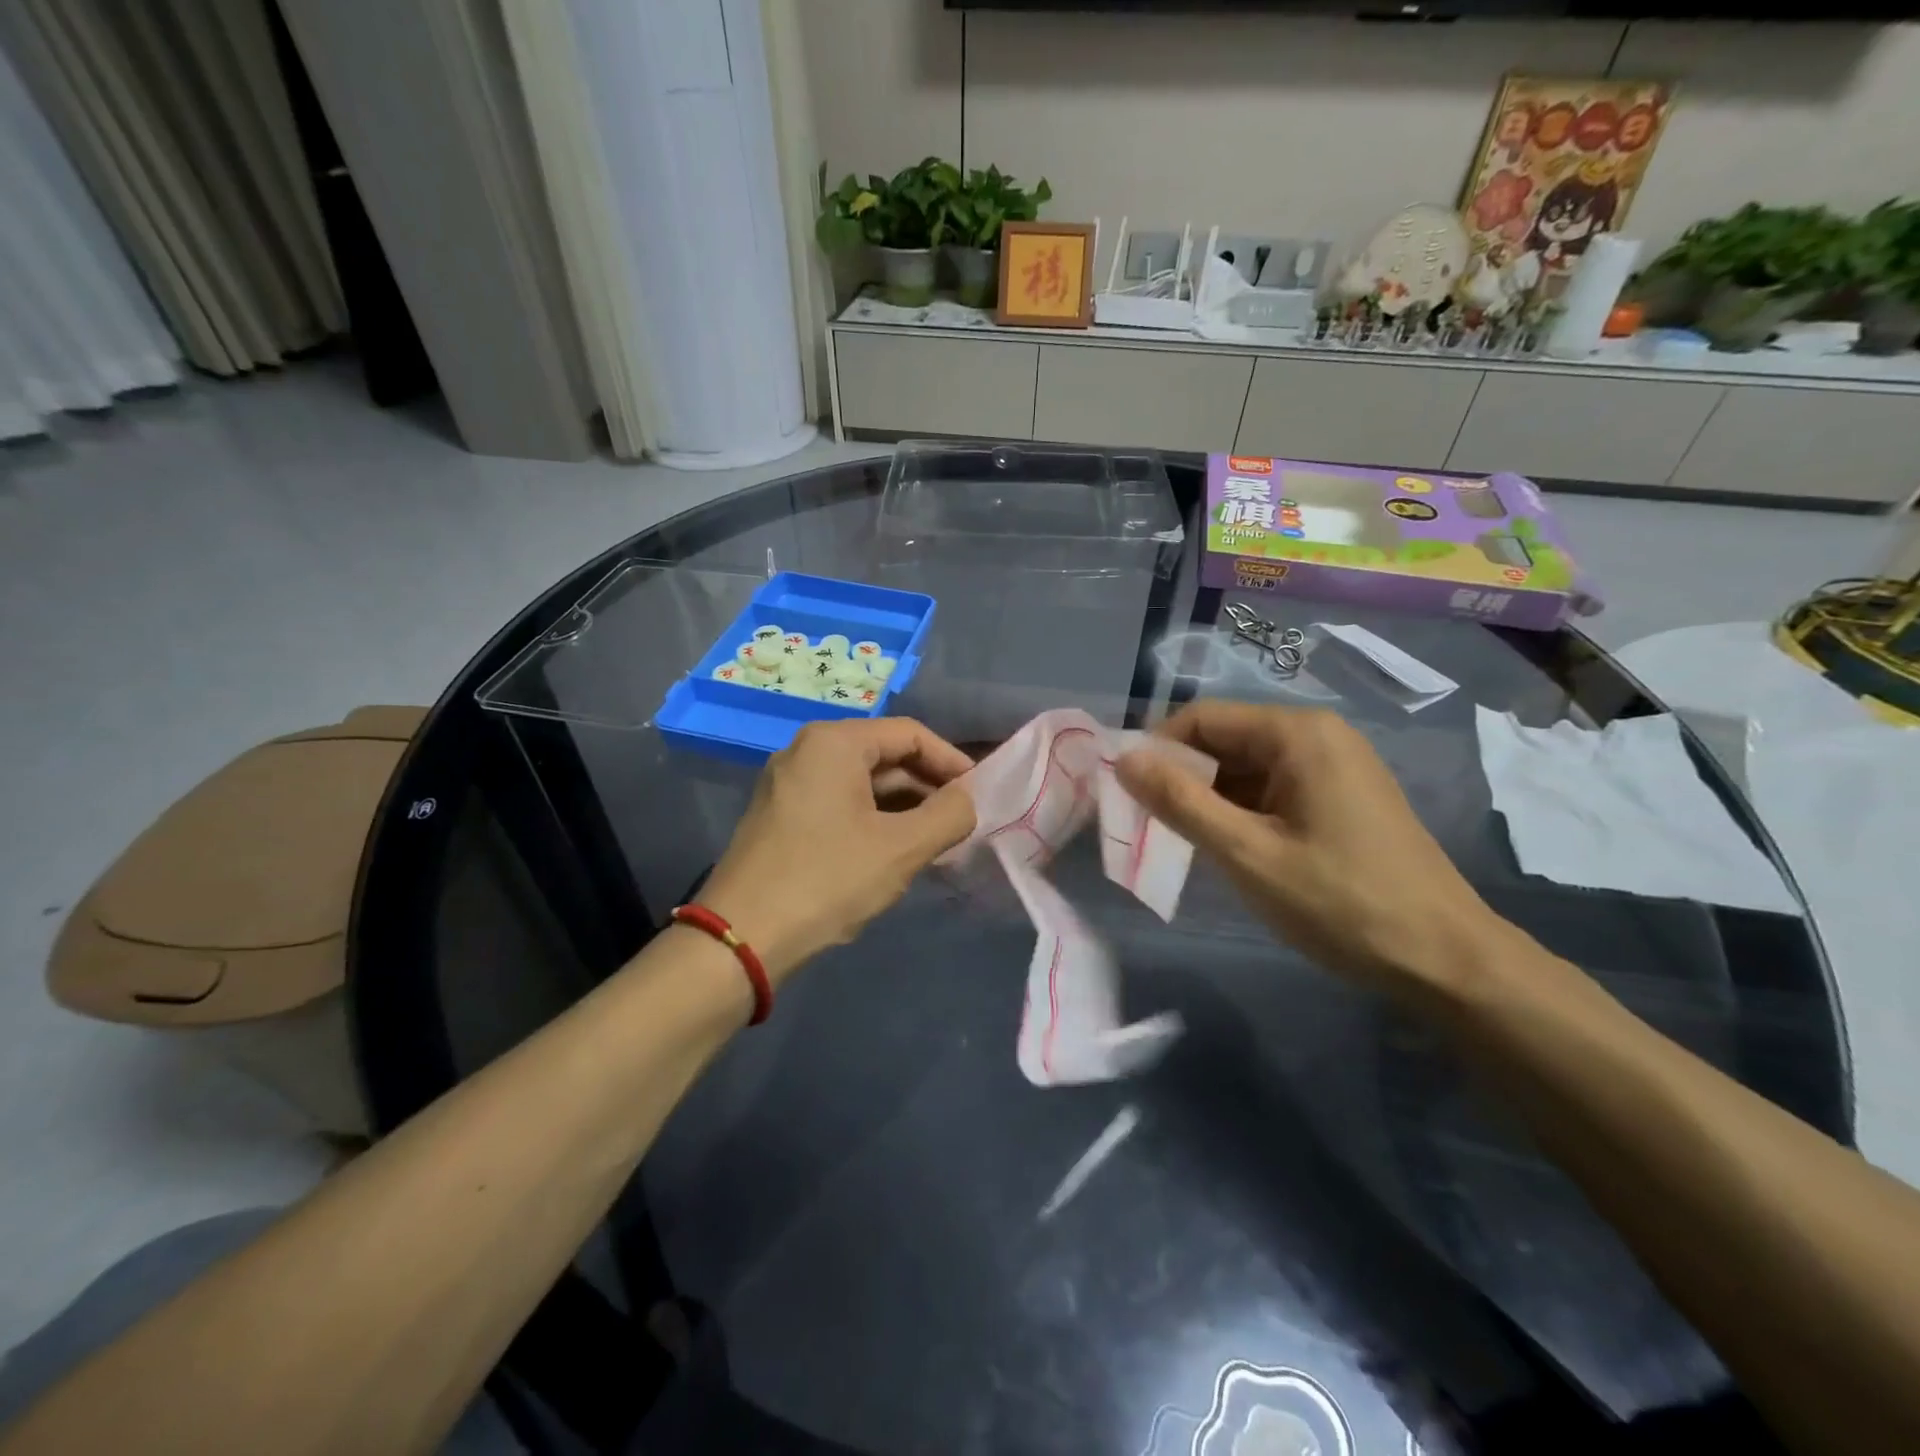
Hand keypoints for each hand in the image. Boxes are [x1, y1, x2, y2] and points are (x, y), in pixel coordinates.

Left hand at [699, 718, 975, 984]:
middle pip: (885, 756)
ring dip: (904, 808)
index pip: (910, 734)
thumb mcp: (901, 848)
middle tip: (962, 823)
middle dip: (928, 788)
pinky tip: (897, 851)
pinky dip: (874, 821)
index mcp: (834, 743)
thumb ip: (949, 815)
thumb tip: (968, 800)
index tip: (980, 795)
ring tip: (937, 842)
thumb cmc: (827, 881)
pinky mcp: (781, 816)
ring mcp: (789, 784)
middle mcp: (806, 751)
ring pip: (863, 784)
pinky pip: (840, 804)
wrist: (740, 939)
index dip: (951, 762)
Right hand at [1116, 702, 1507, 1001]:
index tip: (1128, 795)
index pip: (1202, 718)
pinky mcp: (1342, 796)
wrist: (1446, 960)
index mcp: (1297, 733)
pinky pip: (1272, 788)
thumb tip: (1123, 759)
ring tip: (1186, 844)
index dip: (1157, 750)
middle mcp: (1317, 735)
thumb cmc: (1341, 903)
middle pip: (1224, 739)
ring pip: (1246, 767)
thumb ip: (1180, 803)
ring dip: (1210, 799)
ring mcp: (1334, 765)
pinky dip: (1241, 811)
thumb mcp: (1247, 854)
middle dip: (1182, 777)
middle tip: (1151, 826)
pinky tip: (1231, 849)